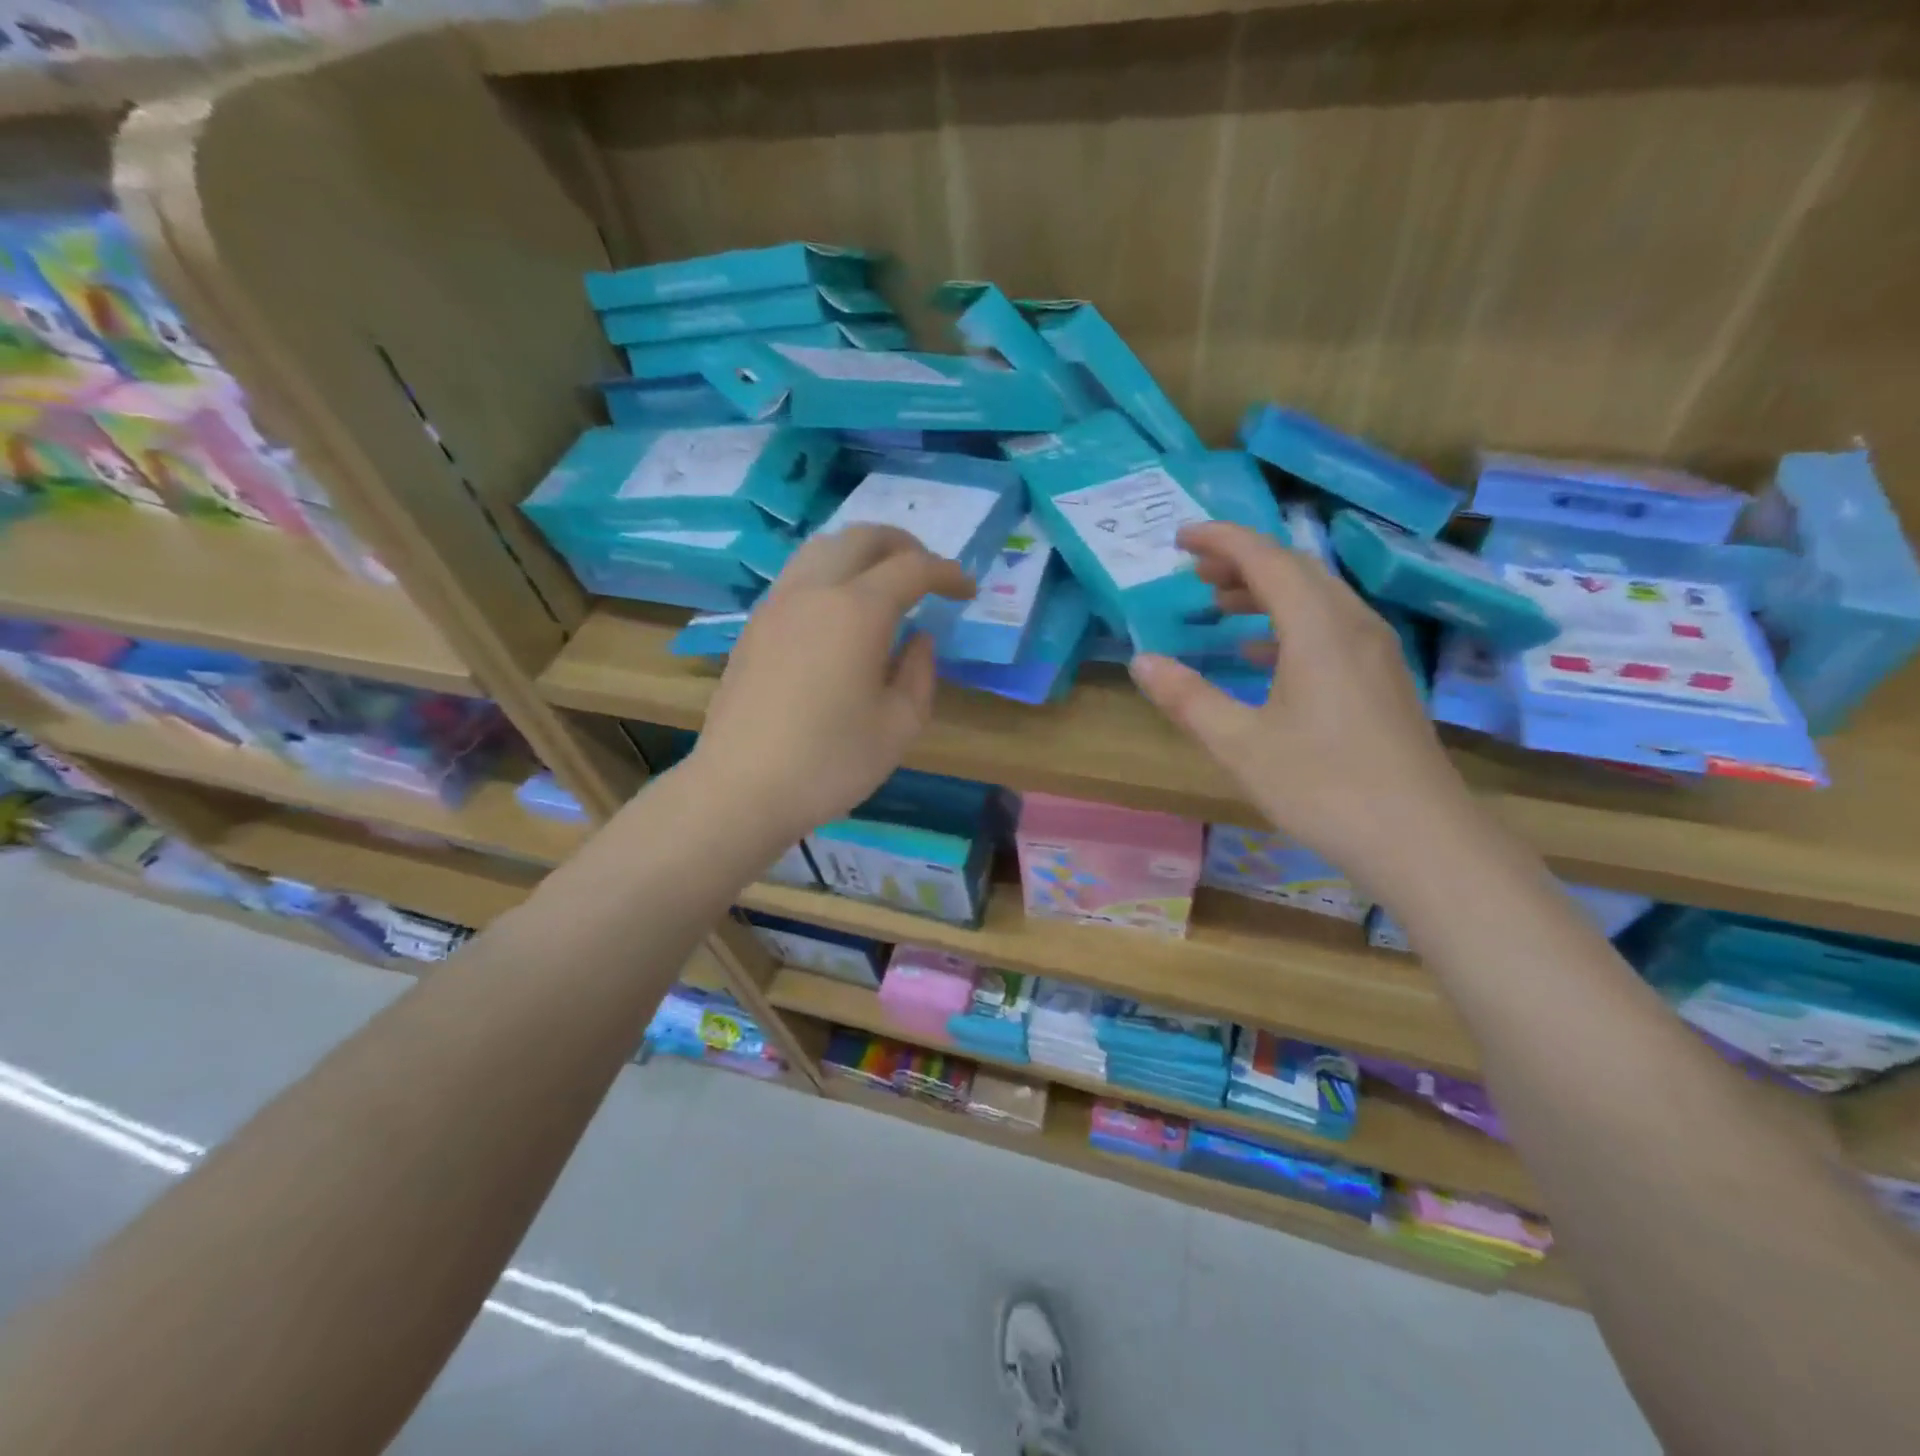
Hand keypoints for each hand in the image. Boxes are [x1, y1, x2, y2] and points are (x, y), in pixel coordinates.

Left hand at [689, 525, 974, 844]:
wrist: (741, 789)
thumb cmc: (830, 762)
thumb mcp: (899, 726)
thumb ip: (920, 673)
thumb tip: (918, 640)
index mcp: (857, 611)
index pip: (912, 568)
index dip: (947, 573)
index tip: (967, 591)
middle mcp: (814, 591)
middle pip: (862, 538)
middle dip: (904, 545)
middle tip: (928, 572)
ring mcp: (777, 604)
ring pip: (823, 548)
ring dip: (862, 552)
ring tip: (884, 582)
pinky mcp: (754, 625)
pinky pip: (799, 575)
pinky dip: (831, 573)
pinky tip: (841, 611)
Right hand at [1129, 522, 1476, 880]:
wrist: (1420, 839)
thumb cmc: (1323, 786)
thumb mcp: (1240, 744)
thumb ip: (1188, 698)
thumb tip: (1141, 660)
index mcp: (1318, 629)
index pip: (1266, 559)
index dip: (1222, 540)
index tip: (1181, 537)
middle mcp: (1353, 626)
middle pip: (1296, 570)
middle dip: (1243, 562)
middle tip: (1196, 572)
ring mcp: (1375, 653)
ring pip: (1317, 598)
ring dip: (1267, 592)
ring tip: (1221, 604)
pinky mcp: (1382, 680)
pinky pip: (1331, 628)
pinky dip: (1290, 624)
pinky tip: (1262, 654)